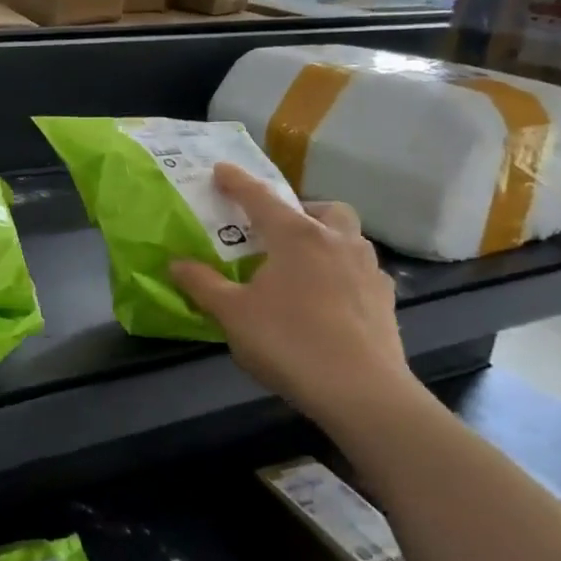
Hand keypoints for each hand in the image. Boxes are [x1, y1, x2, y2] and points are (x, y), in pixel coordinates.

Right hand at [169, 163, 418, 439]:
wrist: (361, 391)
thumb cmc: (289, 342)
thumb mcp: (232, 314)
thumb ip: (202, 284)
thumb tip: (176, 263)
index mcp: (296, 237)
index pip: (260, 198)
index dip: (237, 182)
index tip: (221, 169)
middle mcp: (336, 242)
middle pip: (323, 209)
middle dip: (300, 210)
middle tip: (278, 232)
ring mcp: (367, 269)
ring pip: (349, 237)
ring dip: (326, 239)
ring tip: (303, 266)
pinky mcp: (384, 299)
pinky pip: (361, 271)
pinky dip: (343, 273)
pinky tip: (330, 300)